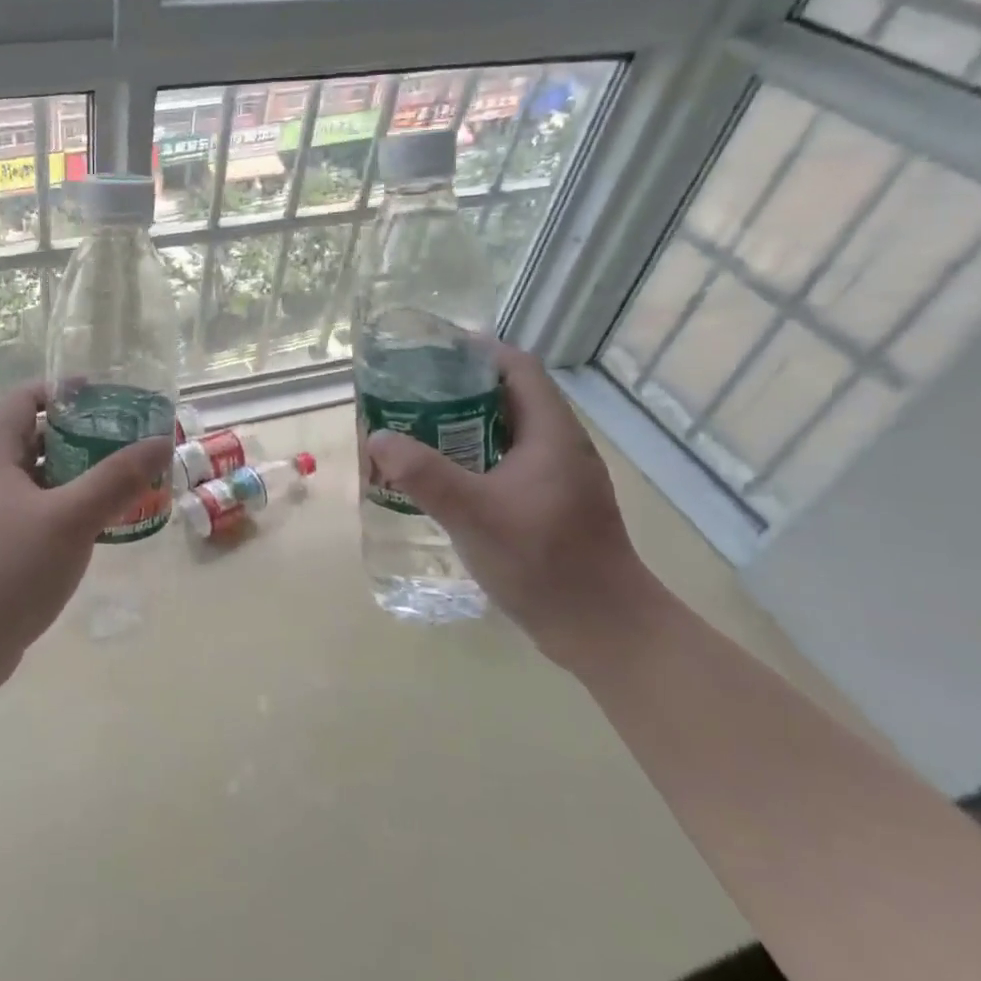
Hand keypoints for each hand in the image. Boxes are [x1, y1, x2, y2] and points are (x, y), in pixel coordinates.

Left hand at [0, 381, 168, 713]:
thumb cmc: (9, 570)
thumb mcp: (70, 518)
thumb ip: (117, 479)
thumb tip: (159, 441)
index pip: (21, 402)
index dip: (58, 389)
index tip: (100, 394)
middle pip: (34, 441)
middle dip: (79, 435)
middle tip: (124, 440)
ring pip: (39, 482)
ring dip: (77, 476)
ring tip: (122, 481)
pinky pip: (38, 516)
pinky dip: (68, 511)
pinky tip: (98, 528)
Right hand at [364, 343, 649, 661]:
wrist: (602, 629)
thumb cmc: (544, 561)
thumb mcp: (473, 513)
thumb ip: (423, 473)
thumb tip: (378, 438)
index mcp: (551, 433)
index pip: (517, 367)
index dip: (477, 351)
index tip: (430, 353)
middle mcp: (559, 447)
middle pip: (508, 397)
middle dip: (458, 390)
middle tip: (409, 396)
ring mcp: (558, 479)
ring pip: (506, 434)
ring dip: (463, 428)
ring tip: (416, 433)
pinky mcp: (551, 507)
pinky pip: (507, 465)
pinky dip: (474, 461)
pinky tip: (444, 482)